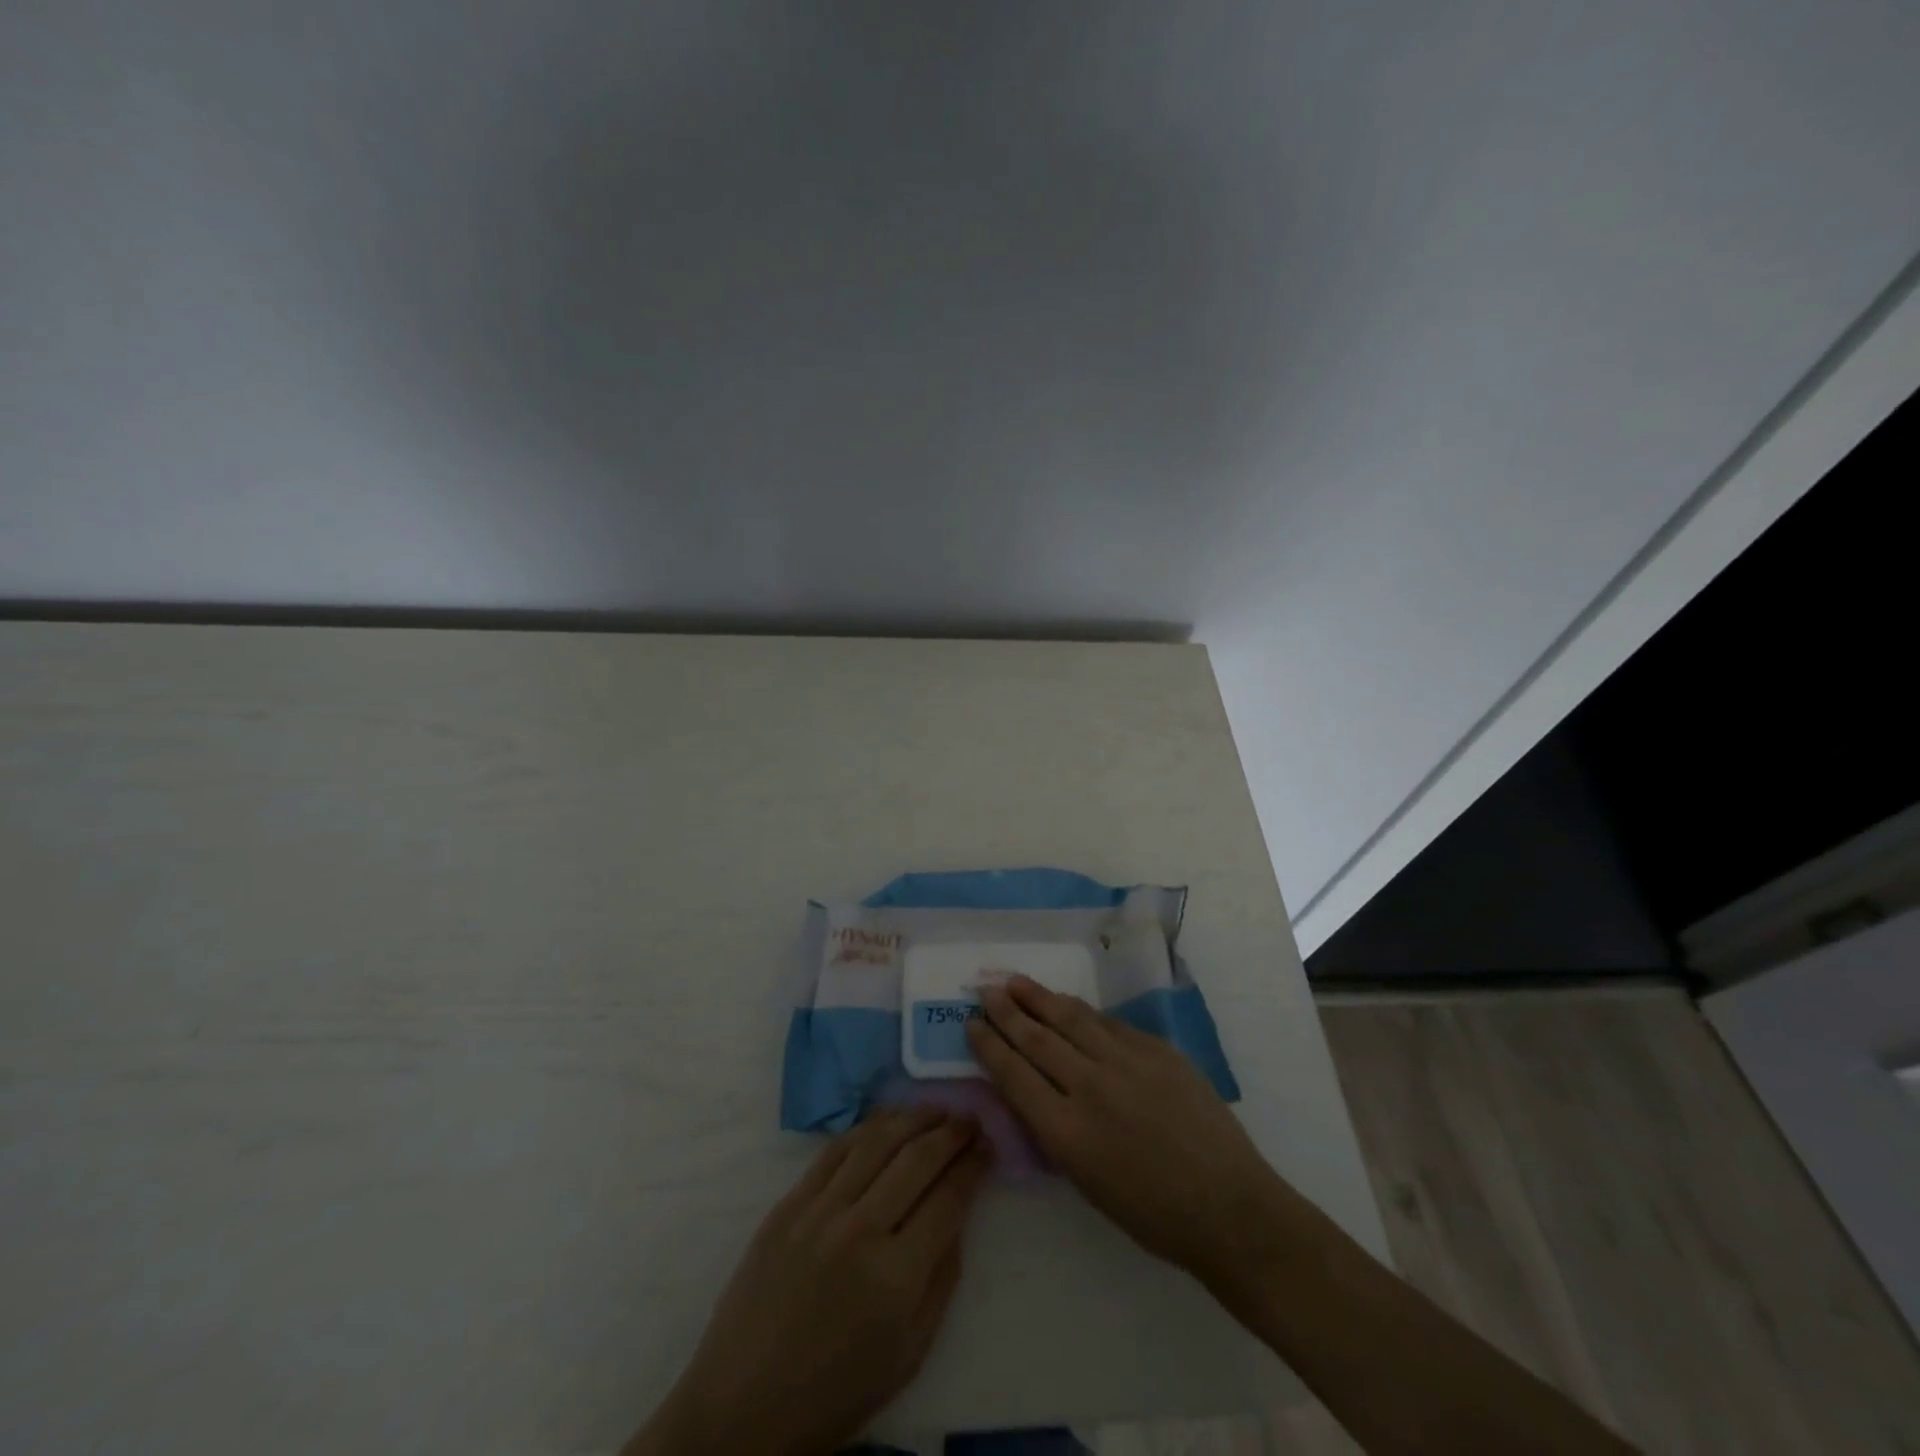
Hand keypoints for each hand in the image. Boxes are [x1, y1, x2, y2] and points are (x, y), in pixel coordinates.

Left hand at [627, 1107, 992, 1455]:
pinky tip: (888, 1120)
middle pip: (917, 1158)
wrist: (742, 1406)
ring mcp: (820, 1210)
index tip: (989, 1145)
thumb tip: (958, 1213)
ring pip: (878, 1141)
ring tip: (937, 1108)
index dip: (974, 1165)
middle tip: (971, 1118)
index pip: (948, 1198)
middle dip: (952, 1132)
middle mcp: (860, 1231)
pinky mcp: (789, 1203)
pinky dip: (869, 1127)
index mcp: (896, 1277)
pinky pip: (836, 1149)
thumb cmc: (835, 1392)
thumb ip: (942, 1279)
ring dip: (914, 1117)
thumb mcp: (910, 1355)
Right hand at [967, 975, 1311, 1299]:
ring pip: (1072, 1019)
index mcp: (1067, 1132)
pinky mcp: (1157, 1049)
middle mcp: (1090, 1087)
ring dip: (1039, 998)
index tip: (972, 1024)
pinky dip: (1082, 1012)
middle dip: (1007, 1012)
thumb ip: (1055, 1130)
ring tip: (1016, 982)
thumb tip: (1033, 1089)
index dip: (989, 1046)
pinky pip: (1109, 1024)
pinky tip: (1069, 1004)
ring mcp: (1126, 1062)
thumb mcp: (1086, 1181)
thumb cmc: (1151, 1213)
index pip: (1014, 1075)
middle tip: (985, 991)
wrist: (1228, 1206)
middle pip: (1037, 1039)